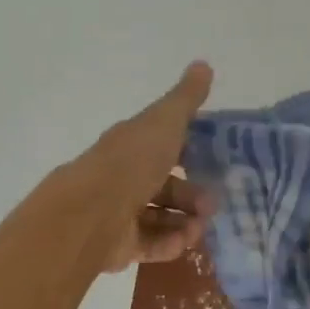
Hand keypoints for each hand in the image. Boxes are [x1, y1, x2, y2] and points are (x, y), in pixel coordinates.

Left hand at [65, 61, 216, 275]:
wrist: (91, 211)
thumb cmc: (132, 161)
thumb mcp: (165, 122)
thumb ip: (186, 98)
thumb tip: (203, 64)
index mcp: (133, 144)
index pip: (164, 144)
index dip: (190, 151)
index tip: (217, 161)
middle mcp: (125, 176)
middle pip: (165, 185)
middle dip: (193, 195)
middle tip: (212, 206)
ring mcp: (120, 212)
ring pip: (160, 216)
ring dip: (185, 222)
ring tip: (200, 228)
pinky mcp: (119, 245)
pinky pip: (151, 244)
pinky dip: (170, 243)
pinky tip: (184, 242)